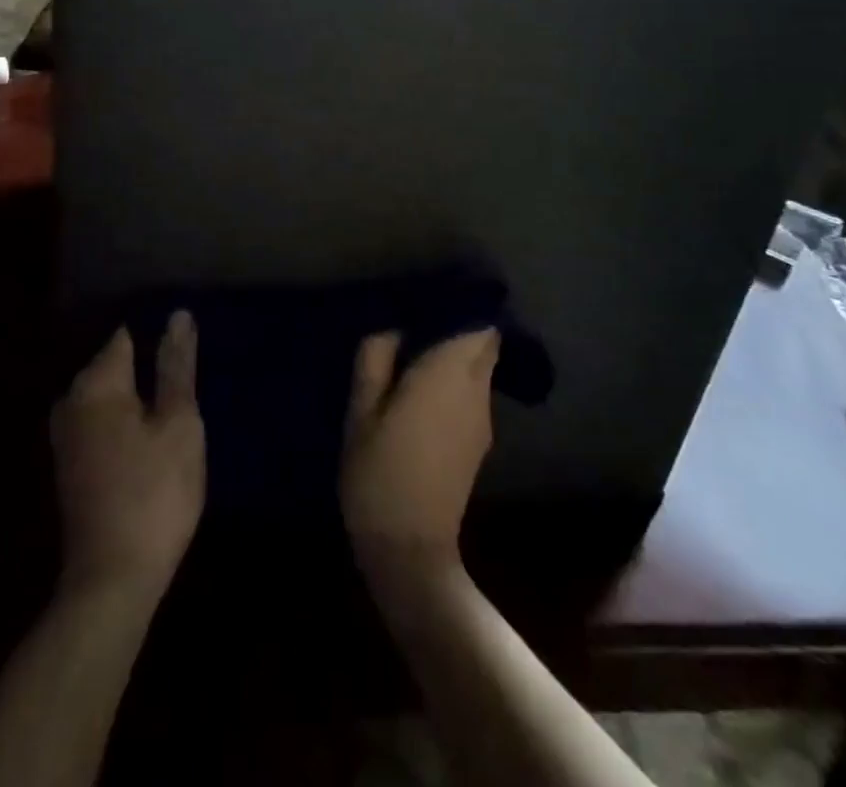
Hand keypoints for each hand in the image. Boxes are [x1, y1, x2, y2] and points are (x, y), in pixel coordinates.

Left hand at [51, 312, 204, 597]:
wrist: (111, 583)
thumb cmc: (154, 494)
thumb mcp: (179, 424)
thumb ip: (176, 367)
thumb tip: (178, 315)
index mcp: (95, 383)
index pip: (128, 335)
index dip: (160, 339)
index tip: (187, 354)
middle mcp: (71, 400)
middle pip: (118, 366)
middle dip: (150, 369)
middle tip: (189, 390)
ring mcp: (66, 434)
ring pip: (112, 396)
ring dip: (141, 400)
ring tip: (178, 413)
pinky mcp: (71, 464)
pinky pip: (103, 422)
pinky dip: (127, 424)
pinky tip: (153, 441)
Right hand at [341, 328, 498, 577]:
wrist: (411, 550)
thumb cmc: (380, 473)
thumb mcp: (361, 412)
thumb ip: (375, 360)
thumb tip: (392, 328)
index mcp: (448, 375)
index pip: (478, 324)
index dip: (462, 304)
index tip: (433, 295)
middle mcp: (475, 391)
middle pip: (483, 343)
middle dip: (458, 326)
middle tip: (417, 321)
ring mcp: (482, 419)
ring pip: (478, 368)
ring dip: (454, 354)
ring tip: (413, 352)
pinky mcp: (478, 441)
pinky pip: (471, 392)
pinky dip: (454, 379)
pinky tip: (421, 389)